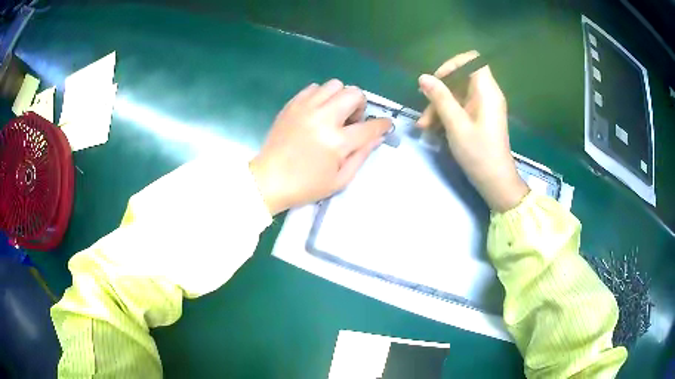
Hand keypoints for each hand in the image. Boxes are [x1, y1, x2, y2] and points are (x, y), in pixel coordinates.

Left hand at [250, 80, 391, 214]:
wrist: (268, 180)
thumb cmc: (305, 185)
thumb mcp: (340, 180)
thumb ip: (361, 155)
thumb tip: (377, 137)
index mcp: (336, 141)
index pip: (370, 126)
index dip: (382, 124)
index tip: (385, 125)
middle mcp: (323, 118)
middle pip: (354, 94)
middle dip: (360, 105)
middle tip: (352, 121)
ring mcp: (305, 108)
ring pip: (334, 85)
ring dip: (341, 97)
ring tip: (334, 114)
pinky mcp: (292, 105)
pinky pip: (314, 88)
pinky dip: (322, 96)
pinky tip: (318, 111)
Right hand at [417, 51, 528, 211]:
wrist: (495, 182)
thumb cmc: (479, 153)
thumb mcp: (456, 125)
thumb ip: (440, 98)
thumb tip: (424, 77)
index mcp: (487, 91)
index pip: (472, 60)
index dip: (453, 64)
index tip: (437, 80)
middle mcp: (486, 94)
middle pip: (460, 79)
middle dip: (439, 91)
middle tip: (424, 109)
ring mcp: (482, 107)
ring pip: (457, 94)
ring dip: (438, 106)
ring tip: (424, 126)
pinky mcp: (479, 117)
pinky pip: (460, 107)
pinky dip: (446, 115)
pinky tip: (432, 129)